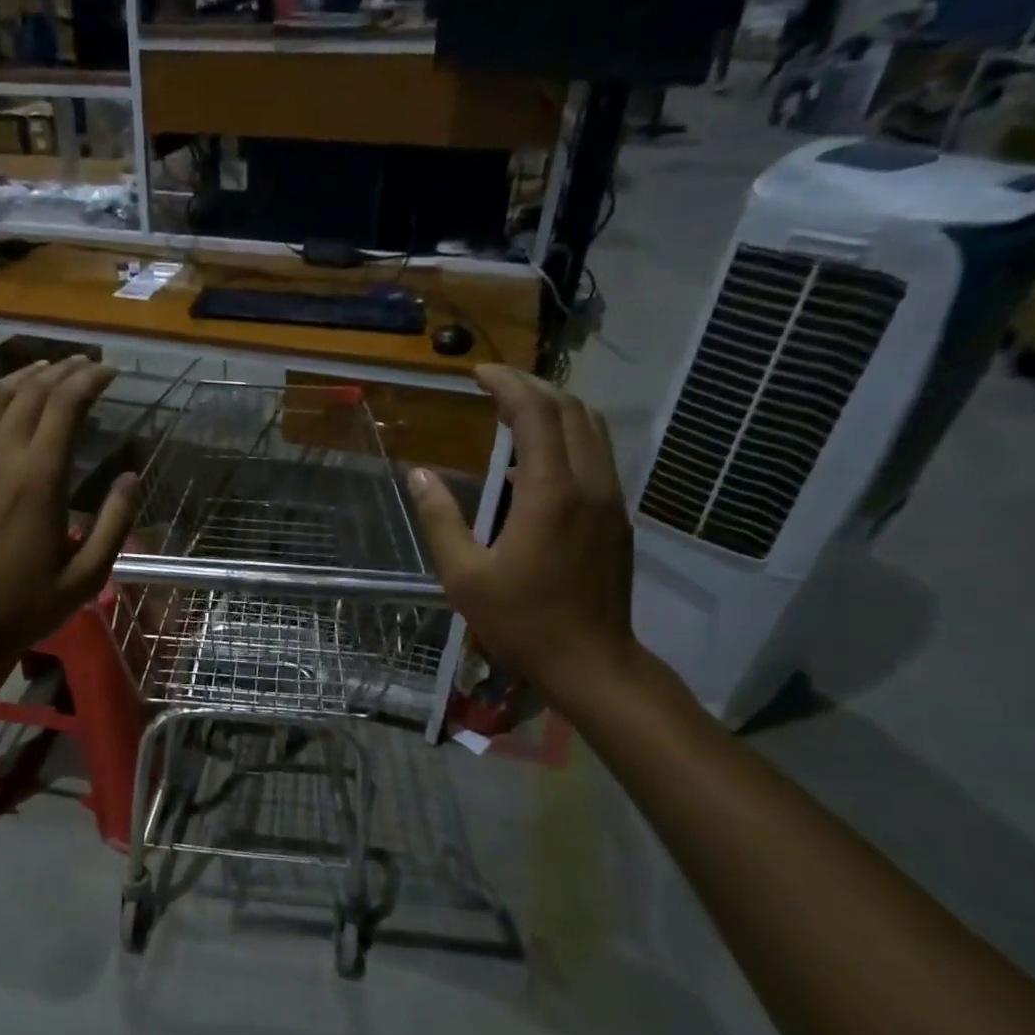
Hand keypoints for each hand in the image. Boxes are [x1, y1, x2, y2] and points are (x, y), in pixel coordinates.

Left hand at [0, 357, 137, 681]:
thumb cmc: (21, 607)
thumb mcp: (84, 578)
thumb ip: (113, 524)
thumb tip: (132, 478)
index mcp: (39, 479)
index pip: (65, 405)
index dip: (90, 380)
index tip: (110, 372)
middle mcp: (0, 456)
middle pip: (32, 391)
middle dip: (63, 370)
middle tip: (86, 365)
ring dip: (27, 377)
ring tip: (49, 369)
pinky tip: (7, 405)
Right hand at [407, 365, 636, 705]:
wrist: (591, 662)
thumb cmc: (521, 621)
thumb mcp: (464, 575)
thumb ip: (440, 519)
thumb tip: (418, 476)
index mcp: (550, 493)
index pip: (536, 414)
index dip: (507, 385)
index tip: (478, 373)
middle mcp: (589, 484)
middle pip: (571, 409)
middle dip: (533, 387)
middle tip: (494, 386)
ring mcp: (610, 499)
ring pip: (593, 429)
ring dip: (556, 408)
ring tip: (516, 410)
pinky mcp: (617, 517)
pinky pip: (597, 456)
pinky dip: (569, 437)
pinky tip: (537, 460)